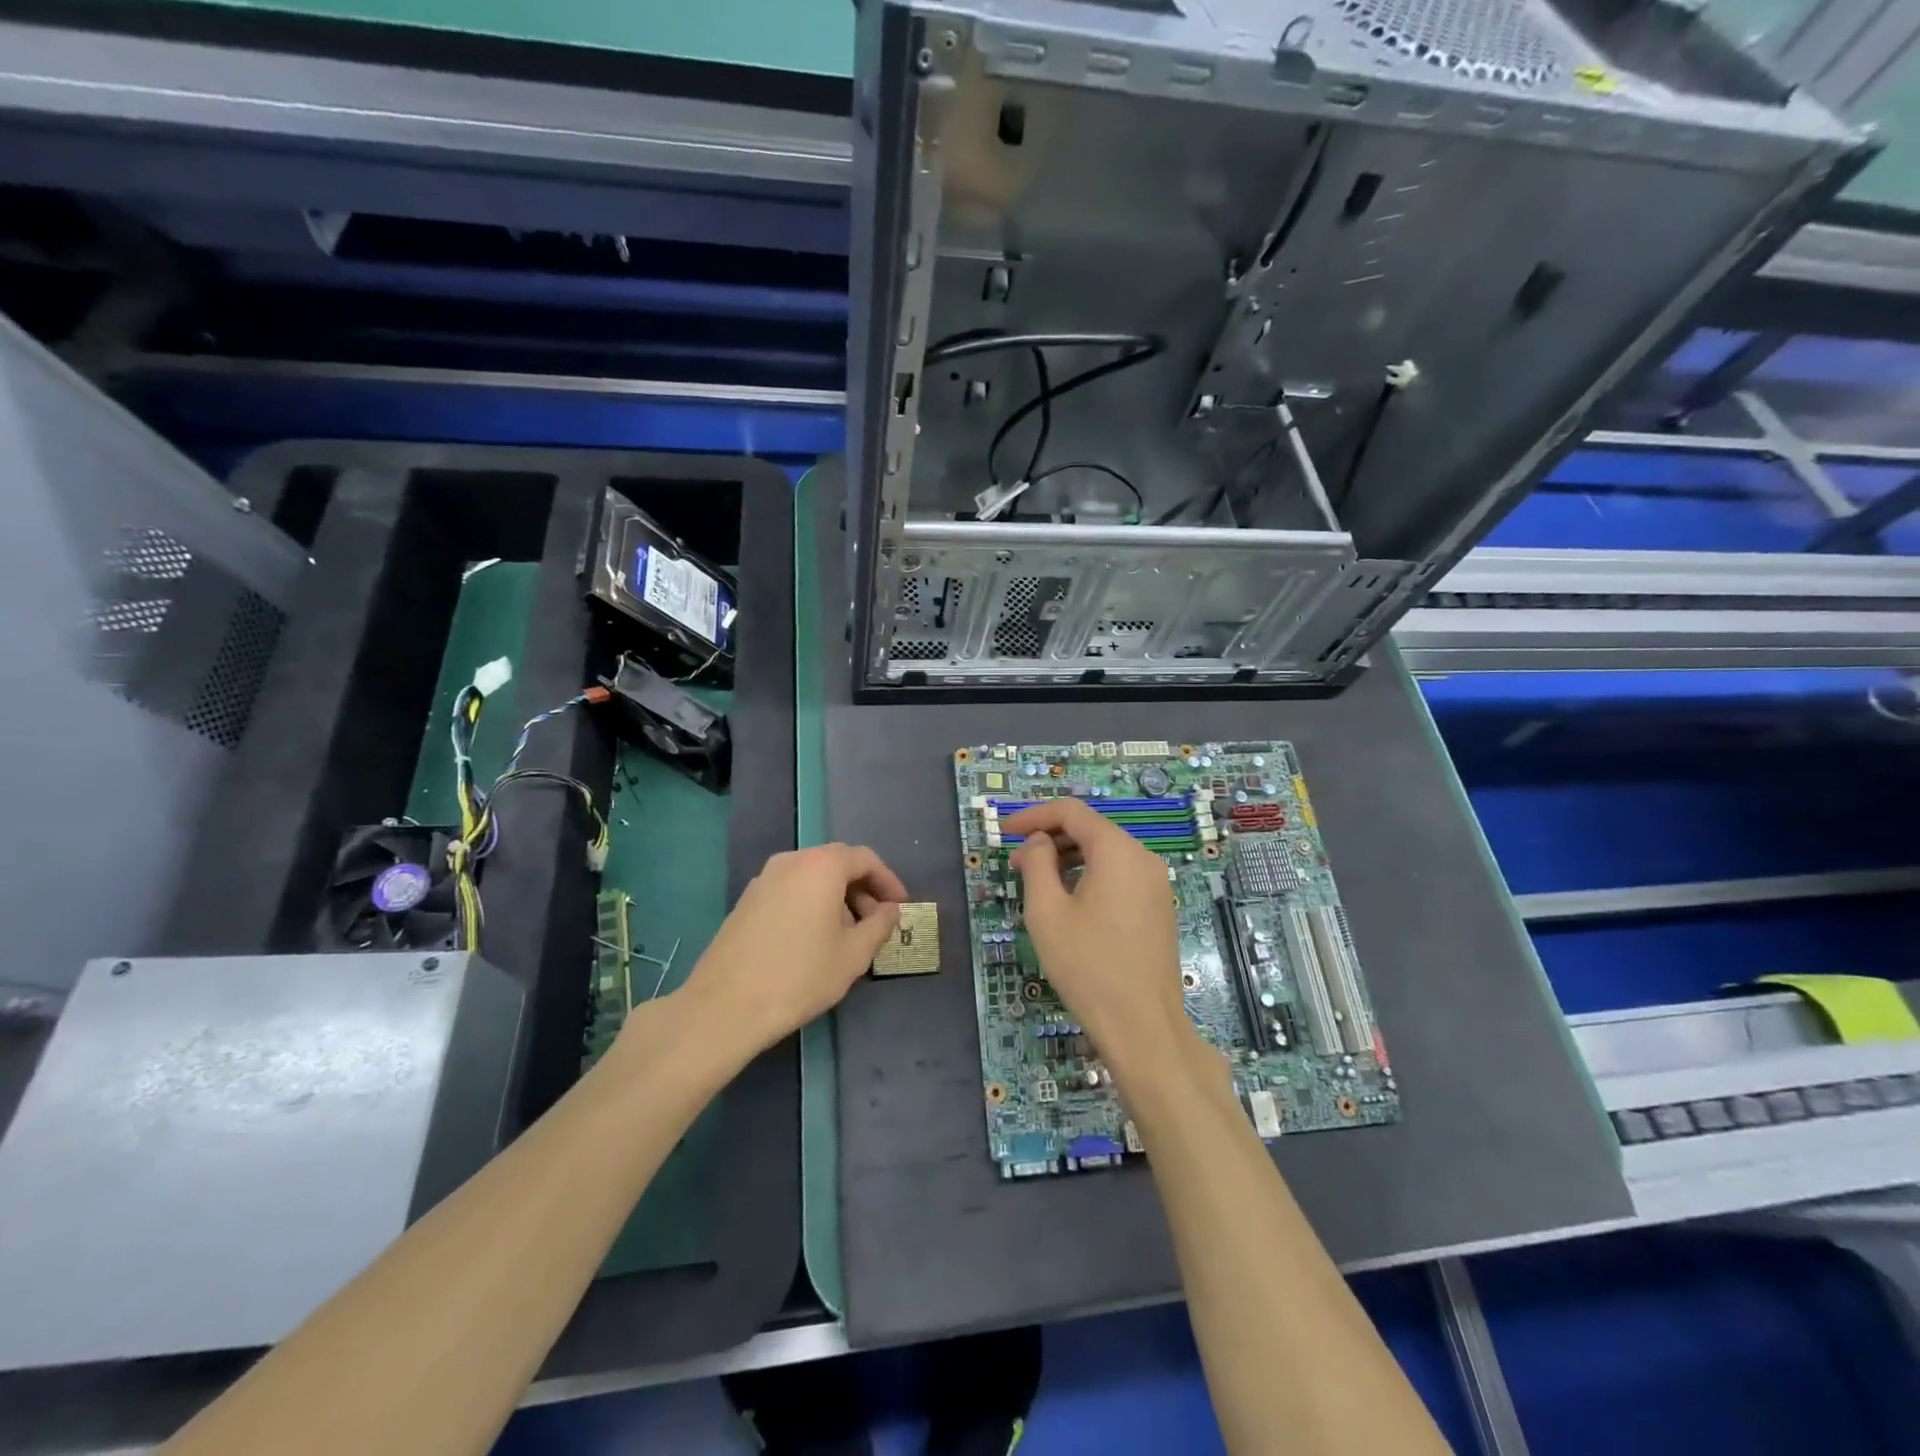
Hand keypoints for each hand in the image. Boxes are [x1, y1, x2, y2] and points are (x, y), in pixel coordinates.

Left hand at [674, 844, 906, 1057]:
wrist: (725, 1006)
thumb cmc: (800, 976)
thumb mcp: (853, 954)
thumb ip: (880, 925)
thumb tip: (890, 910)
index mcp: (821, 866)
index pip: (865, 859)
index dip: (888, 881)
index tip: (900, 907)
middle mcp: (791, 861)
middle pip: (837, 863)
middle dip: (863, 889)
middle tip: (877, 922)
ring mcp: (764, 879)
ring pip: (812, 877)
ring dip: (837, 897)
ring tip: (847, 936)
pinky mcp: (747, 900)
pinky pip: (791, 890)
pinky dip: (811, 903)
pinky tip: (814, 940)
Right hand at [1006, 799, 1199, 1077]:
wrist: (1143, 1025)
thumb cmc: (1087, 965)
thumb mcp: (1047, 911)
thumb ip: (1037, 864)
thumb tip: (1038, 843)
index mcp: (1117, 850)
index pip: (1072, 812)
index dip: (1034, 816)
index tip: (1004, 832)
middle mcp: (1143, 857)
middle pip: (1091, 830)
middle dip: (1050, 838)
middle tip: (1016, 863)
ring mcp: (1156, 883)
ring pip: (1106, 853)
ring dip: (1068, 858)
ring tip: (1036, 882)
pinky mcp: (1158, 907)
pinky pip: (1120, 875)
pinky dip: (1090, 875)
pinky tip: (1069, 900)